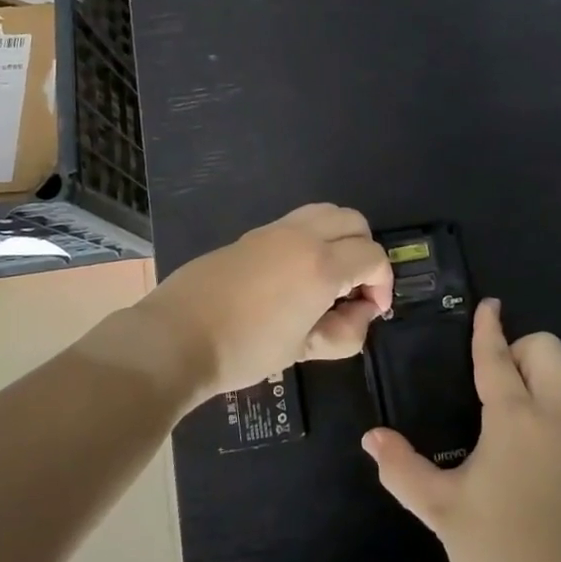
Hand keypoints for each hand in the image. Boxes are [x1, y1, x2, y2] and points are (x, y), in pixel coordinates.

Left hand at [139, 204, 394, 399]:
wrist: (177, 337)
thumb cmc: (246, 349)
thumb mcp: (304, 349)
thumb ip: (345, 332)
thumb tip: (361, 312)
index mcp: (322, 265)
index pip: (373, 256)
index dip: (383, 283)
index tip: (371, 311)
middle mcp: (304, 236)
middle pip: (355, 222)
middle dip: (365, 253)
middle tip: (353, 290)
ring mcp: (276, 229)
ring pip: (327, 212)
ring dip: (340, 237)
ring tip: (328, 277)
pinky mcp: (254, 233)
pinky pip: (299, 221)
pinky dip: (313, 236)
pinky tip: (296, 274)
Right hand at [363, 299, 560, 561]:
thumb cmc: (500, 548)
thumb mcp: (441, 509)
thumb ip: (402, 469)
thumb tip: (371, 438)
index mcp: (515, 418)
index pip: (498, 357)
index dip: (489, 328)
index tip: (488, 305)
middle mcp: (554, 413)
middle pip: (547, 348)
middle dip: (520, 347)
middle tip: (494, 376)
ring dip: (542, 371)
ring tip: (514, 401)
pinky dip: (557, 396)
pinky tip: (535, 433)